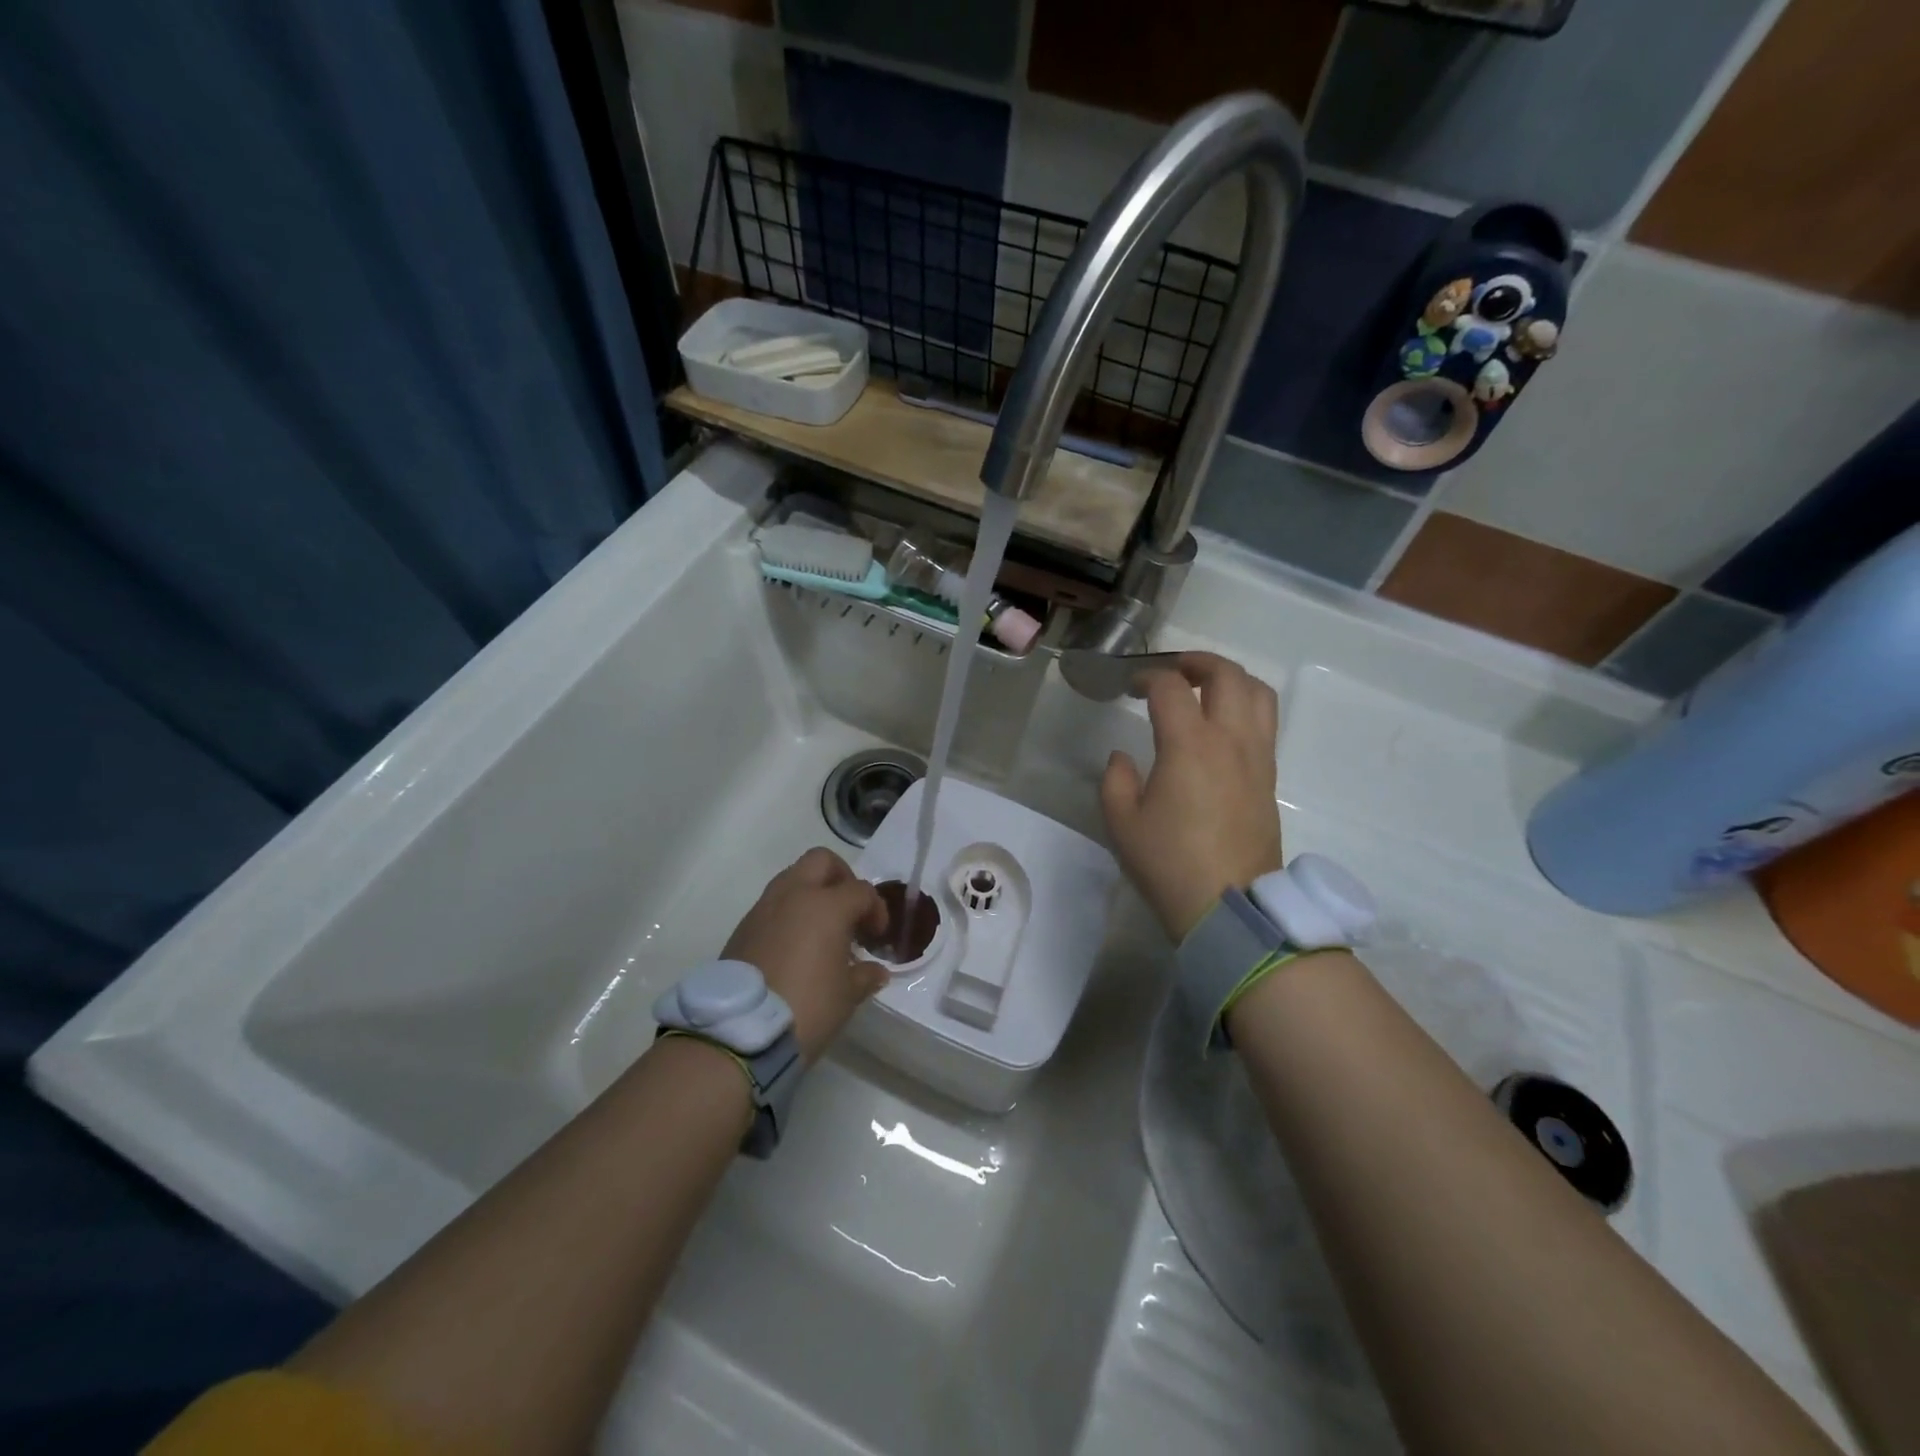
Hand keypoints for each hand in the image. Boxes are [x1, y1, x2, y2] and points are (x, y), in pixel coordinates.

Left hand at [723, 847, 889, 1063]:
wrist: (739, 1031)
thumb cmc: (807, 1007)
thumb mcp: (847, 996)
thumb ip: (865, 975)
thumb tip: (876, 970)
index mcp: (827, 905)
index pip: (861, 891)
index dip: (876, 910)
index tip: (877, 937)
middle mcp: (794, 895)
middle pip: (822, 861)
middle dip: (841, 878)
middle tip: (850, 910)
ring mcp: (764, 908)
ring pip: (793, 878)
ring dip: (811, 893)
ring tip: (822, 930)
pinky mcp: (743, 927)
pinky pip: (773, 905)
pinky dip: (789, 913)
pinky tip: (795, 946)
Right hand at [1100, 652, 1282, 941]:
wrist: (1229, 907)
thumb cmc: (1169, 863)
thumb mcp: (1121, 823)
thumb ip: (1115, 780)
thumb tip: (1124, 757)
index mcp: (1189, 745)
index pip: (1171, 688)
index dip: (1147, 676)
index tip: (1131, 686)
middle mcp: (1230, 740)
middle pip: (1226, 675)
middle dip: (1197, 661)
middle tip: (1172, 670)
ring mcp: (1257, 758)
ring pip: (1258, 693)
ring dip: (1231, 678)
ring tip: (1206, 687)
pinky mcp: (1270, 778)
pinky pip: (1266, 723)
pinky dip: (1246, 706)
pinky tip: (1222, 726)